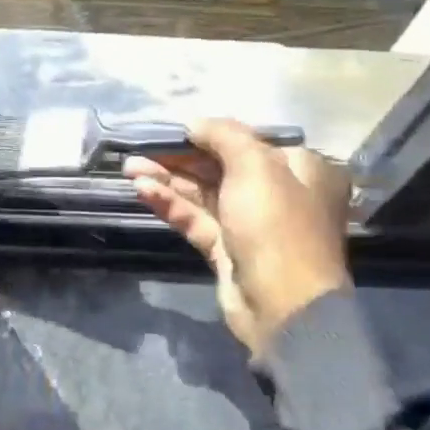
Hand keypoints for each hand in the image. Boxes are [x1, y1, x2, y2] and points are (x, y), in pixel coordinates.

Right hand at [124, 120, 351, 354]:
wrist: (282, 306)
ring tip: (129, 169)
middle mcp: (278, 194)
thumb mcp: (255, 166)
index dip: (209, 134)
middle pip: (221, 167)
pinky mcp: (227, 249)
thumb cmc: (276, 225)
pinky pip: (195, 218)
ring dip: (167, 179)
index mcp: (299, 169)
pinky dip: (170, 204)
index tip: (172, 130)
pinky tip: (143, 191)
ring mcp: (250, 224)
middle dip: (179, 158)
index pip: (249, 143)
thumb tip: (195, 123)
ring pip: (203, 193)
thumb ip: (223, 136)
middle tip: (139, 149)